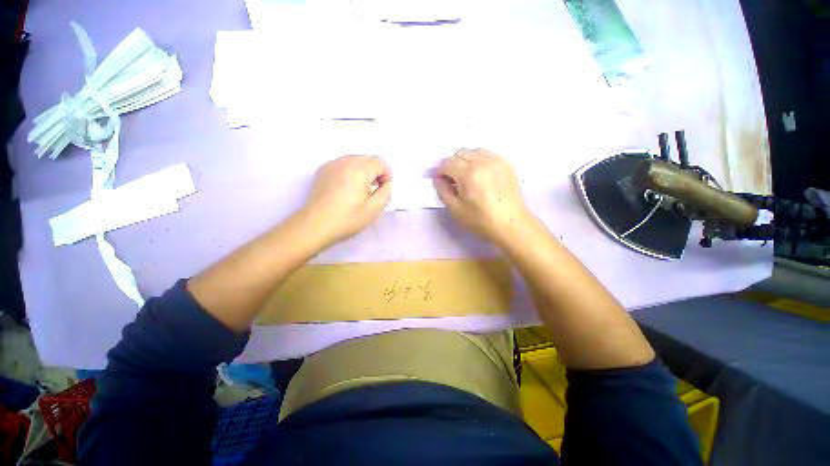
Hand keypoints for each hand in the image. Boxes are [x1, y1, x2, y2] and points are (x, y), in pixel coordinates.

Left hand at [302, 155, 391, 244]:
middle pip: (368, 158)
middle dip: (375, 171)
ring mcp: (332, 164)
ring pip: (355, 160)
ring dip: (363, 171)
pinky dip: (350, 171)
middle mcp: (345, 161)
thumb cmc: (347, 219)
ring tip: (361, 190)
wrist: (315, 225)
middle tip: (374, 190)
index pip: (380, 162)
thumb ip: (386, 193)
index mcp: (360, 170)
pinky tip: (347, 188)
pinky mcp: (323, 170)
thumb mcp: (374, 210)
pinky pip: (343, 164)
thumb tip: (386, 184)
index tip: (384, 189)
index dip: (387, 174)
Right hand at [434, 148, 531, 245]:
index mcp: (469, 174)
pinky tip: (481, 175)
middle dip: (452, 164)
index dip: (440, 171)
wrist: (510, 224)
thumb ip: (443, 191)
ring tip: (468, 177)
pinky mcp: (506, 164)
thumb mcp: (455, 209)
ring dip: (466, 161)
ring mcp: (497, 161)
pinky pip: (488, 155)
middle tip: (453, 180)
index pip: (447, 163)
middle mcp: (483, 162)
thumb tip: (438, 179)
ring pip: (474, 151)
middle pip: (460, 153)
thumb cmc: (481, 220)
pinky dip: (479, 161)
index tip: (441, 181)